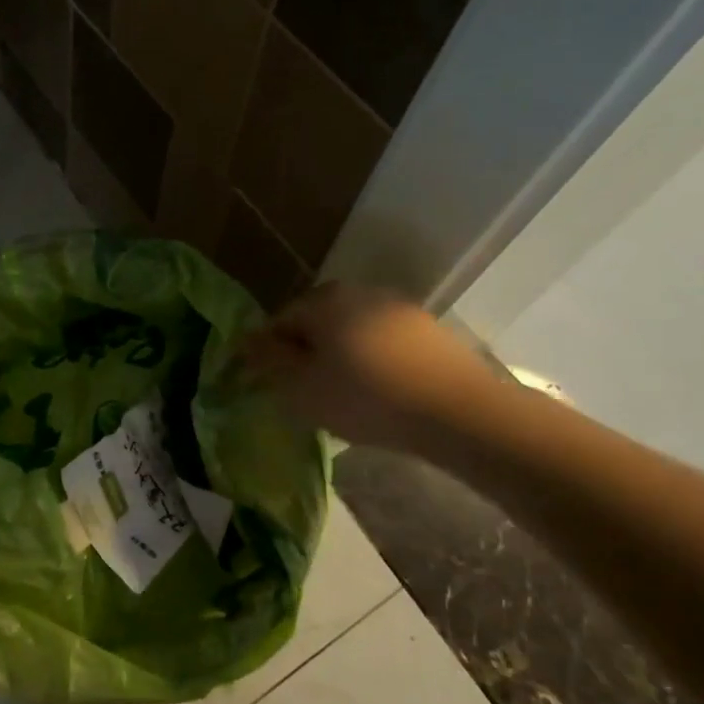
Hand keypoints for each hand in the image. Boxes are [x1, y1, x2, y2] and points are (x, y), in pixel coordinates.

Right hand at [241, 283, 512, 452]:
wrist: (458, 411)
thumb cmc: (366, 397)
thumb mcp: (302, 388)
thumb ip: (269, 362)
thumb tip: (245, 343)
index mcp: (323, 301)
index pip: (280, 321)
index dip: (270, 353)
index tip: (273, 386)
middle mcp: (358, 292)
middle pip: (317, 321)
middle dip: (307, 353)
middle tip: (307, 392)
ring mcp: (397, 307)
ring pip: (352, 331)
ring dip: (341, 356)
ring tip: (344, 396)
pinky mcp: (427, 329)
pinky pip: (383, 342)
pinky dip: (373, 362)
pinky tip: (380, 393)